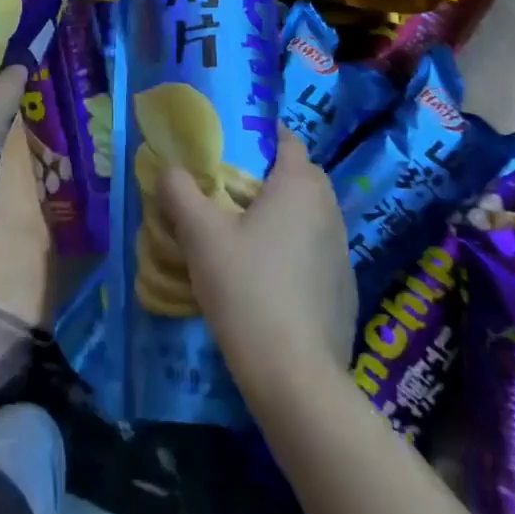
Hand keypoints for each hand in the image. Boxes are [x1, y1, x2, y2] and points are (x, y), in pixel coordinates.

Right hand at [156, 126, 355, 399]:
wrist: (296, 377)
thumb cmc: (247, 289)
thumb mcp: (200, 235)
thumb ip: (180, 193)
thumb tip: (169, 170)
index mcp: (299, 187)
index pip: (289, 142)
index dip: (266, 136)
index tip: (239, 142)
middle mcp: (329, 211)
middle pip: (304, 177)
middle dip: (275, 175)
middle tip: (236, 188)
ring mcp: (343, 254)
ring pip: (313, 216)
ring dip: (288, 214)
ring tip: (250, 232)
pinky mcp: (345, 292)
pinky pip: (319, 253)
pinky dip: (299, 251)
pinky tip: (271, 277)